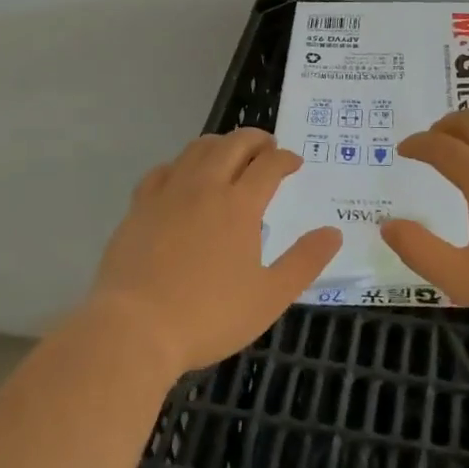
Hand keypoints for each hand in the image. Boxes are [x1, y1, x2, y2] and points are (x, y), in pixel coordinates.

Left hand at [89, 129, 341, 375]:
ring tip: (229, 154)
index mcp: (240, 205)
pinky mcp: (139, 205)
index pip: (269, 164)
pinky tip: (183, 177)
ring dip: (220, 144)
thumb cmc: (208, 316)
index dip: (286, 158)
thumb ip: (304, 262)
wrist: (134, 329)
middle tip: (267, 147)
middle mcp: (205, 186)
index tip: (295, 163)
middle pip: (234, 144)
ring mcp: (169, 192)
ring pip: (197, 149)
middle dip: (256, 139)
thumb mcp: (269, 297)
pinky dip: (181, 164)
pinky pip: (163, 170)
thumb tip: (334, 232)